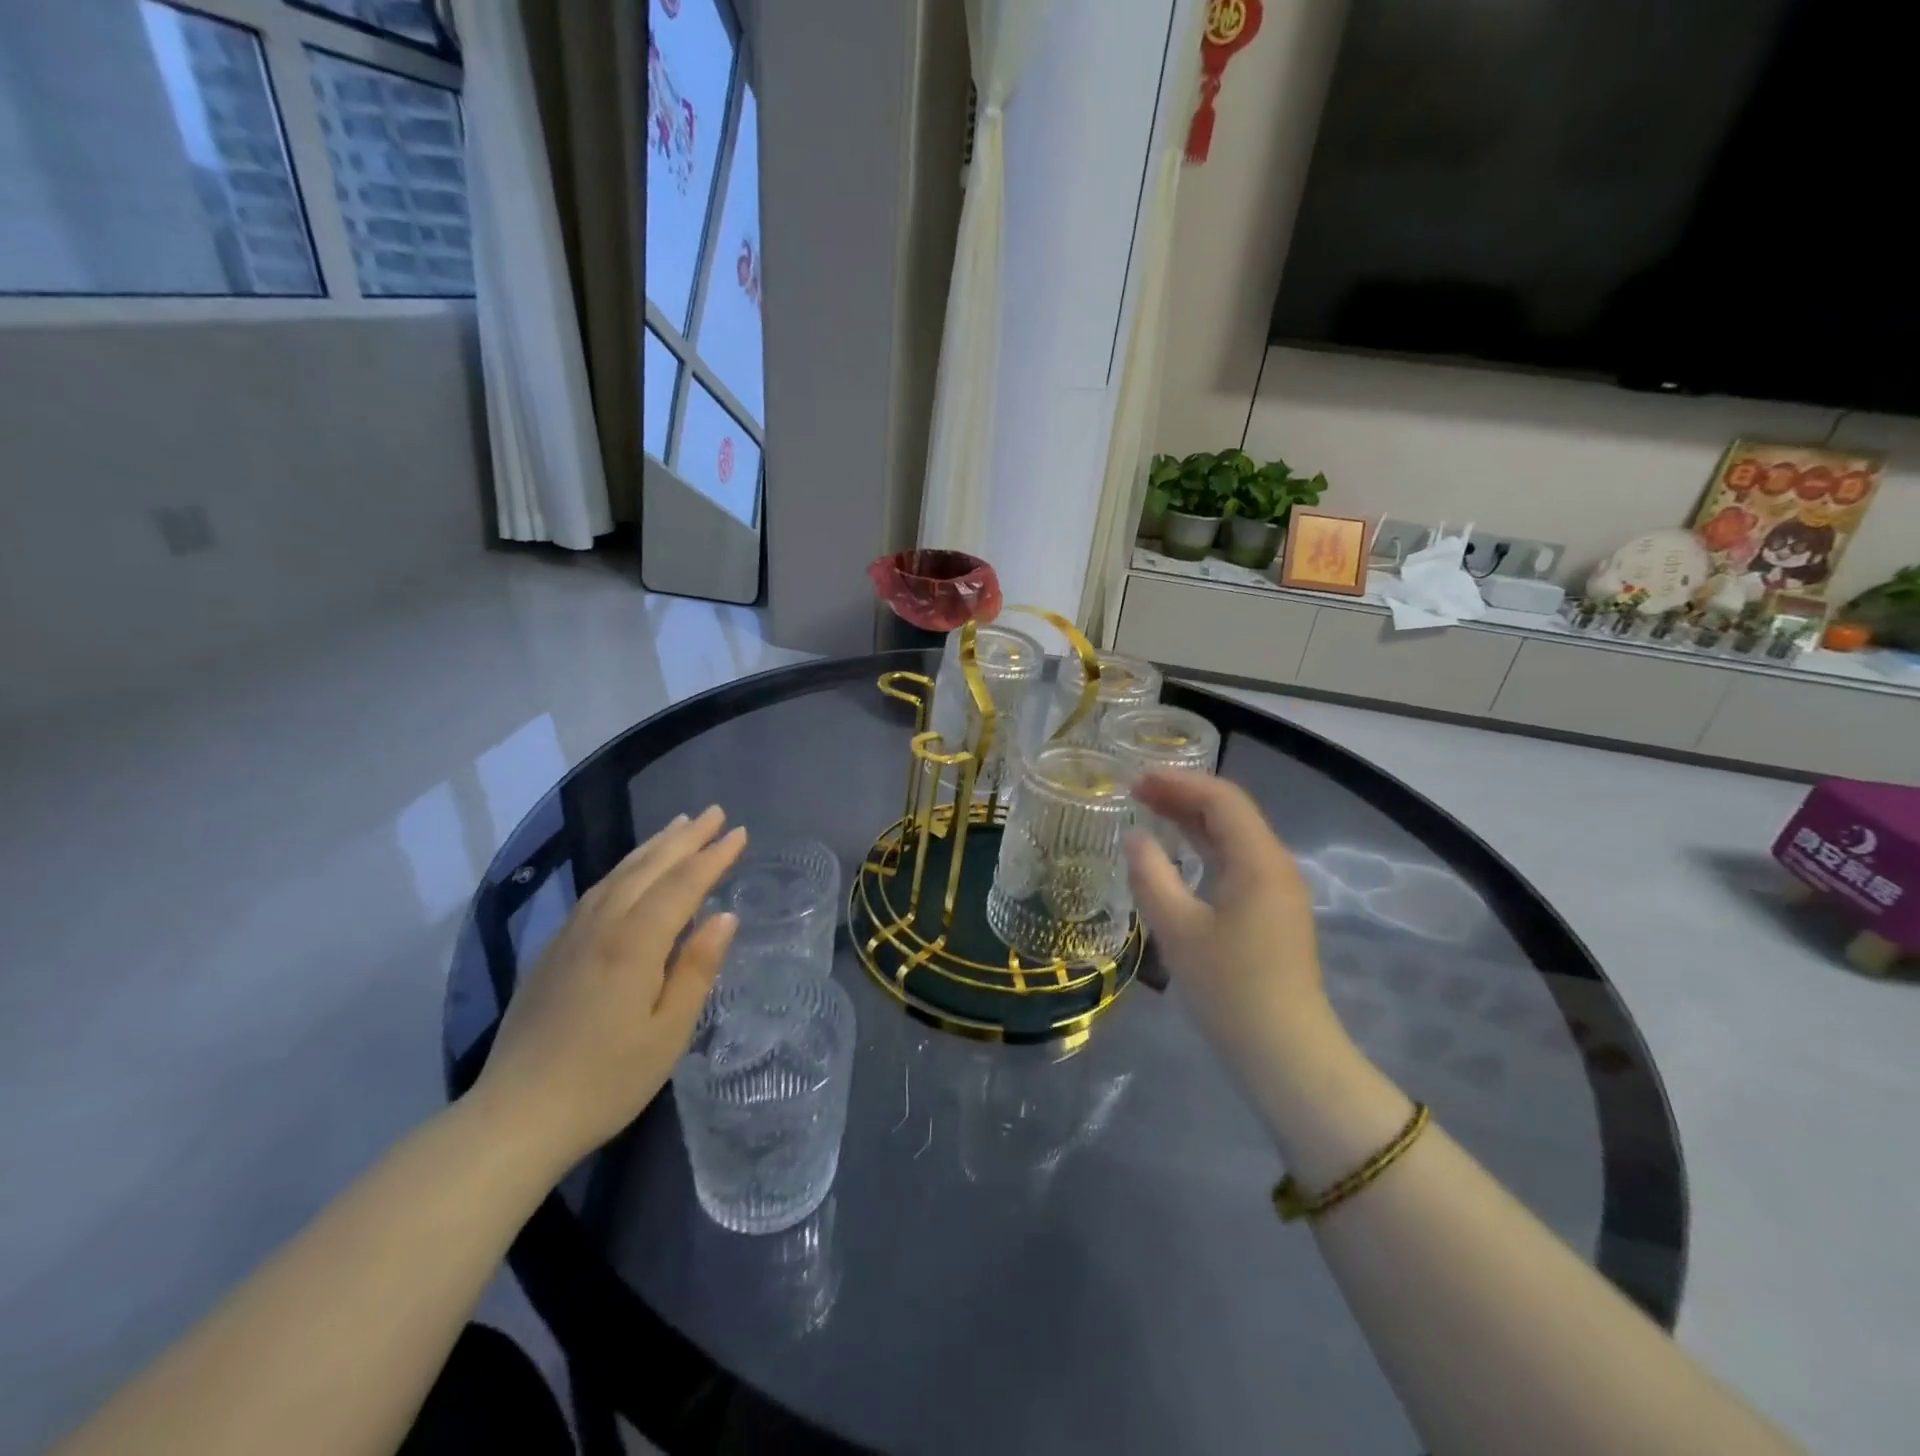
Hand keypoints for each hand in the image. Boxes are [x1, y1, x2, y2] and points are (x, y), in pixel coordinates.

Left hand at [471, 808, 746, 1173]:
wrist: (514, 1118)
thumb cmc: (605, 1081)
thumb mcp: (668, 1033)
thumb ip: (697, 969)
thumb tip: (725, 918)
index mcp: (633, 945)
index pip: (682, 885)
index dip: (713, 857)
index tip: (740, 833)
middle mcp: (601, 927)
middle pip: (649, 868)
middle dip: (686, 838)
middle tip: (716, 812)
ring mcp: (571, 936)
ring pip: (618, 874)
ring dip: (653, 846)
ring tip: (679, 825)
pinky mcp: (552, 951)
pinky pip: (596, 891)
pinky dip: (623, 869)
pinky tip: (631, 870)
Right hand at [1125, 771, 1340, 1081]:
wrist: (1285, 1053)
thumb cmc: (1229, 989)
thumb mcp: (1177, 930)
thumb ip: (1151, 876)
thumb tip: (1135, 838)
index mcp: (1259, 861)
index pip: (1221, 800)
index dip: (1177, 783)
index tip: (1135, 781)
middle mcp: (1275, 865)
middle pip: (1230, 813)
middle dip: (1183, 796)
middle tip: (1136, 792)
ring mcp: (1277, 890)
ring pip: (1233, 838)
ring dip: (1193, 821)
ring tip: (1150, 812)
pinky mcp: (1272, 912)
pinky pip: (1236, 862)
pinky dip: (1204, 848)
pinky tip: (1178, 855)